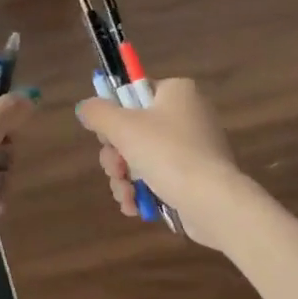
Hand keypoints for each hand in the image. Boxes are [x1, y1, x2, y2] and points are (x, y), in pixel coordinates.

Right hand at [74, 78, 239, 246]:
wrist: (212, 201)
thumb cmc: (167, 153)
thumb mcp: (122, 127)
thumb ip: (97, 113)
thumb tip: (85, 108)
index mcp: (177, 92)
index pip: (134, 93)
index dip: (114, 114)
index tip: (106, 134)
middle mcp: (188, 115)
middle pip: (134, 129)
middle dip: (116, 155)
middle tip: (115, 169)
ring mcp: (194, 148)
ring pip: (142, 157)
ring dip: (124, 178)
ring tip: (126, 194)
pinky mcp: (196, 178)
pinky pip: (159, 177)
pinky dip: (143, 191)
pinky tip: (134, 206)